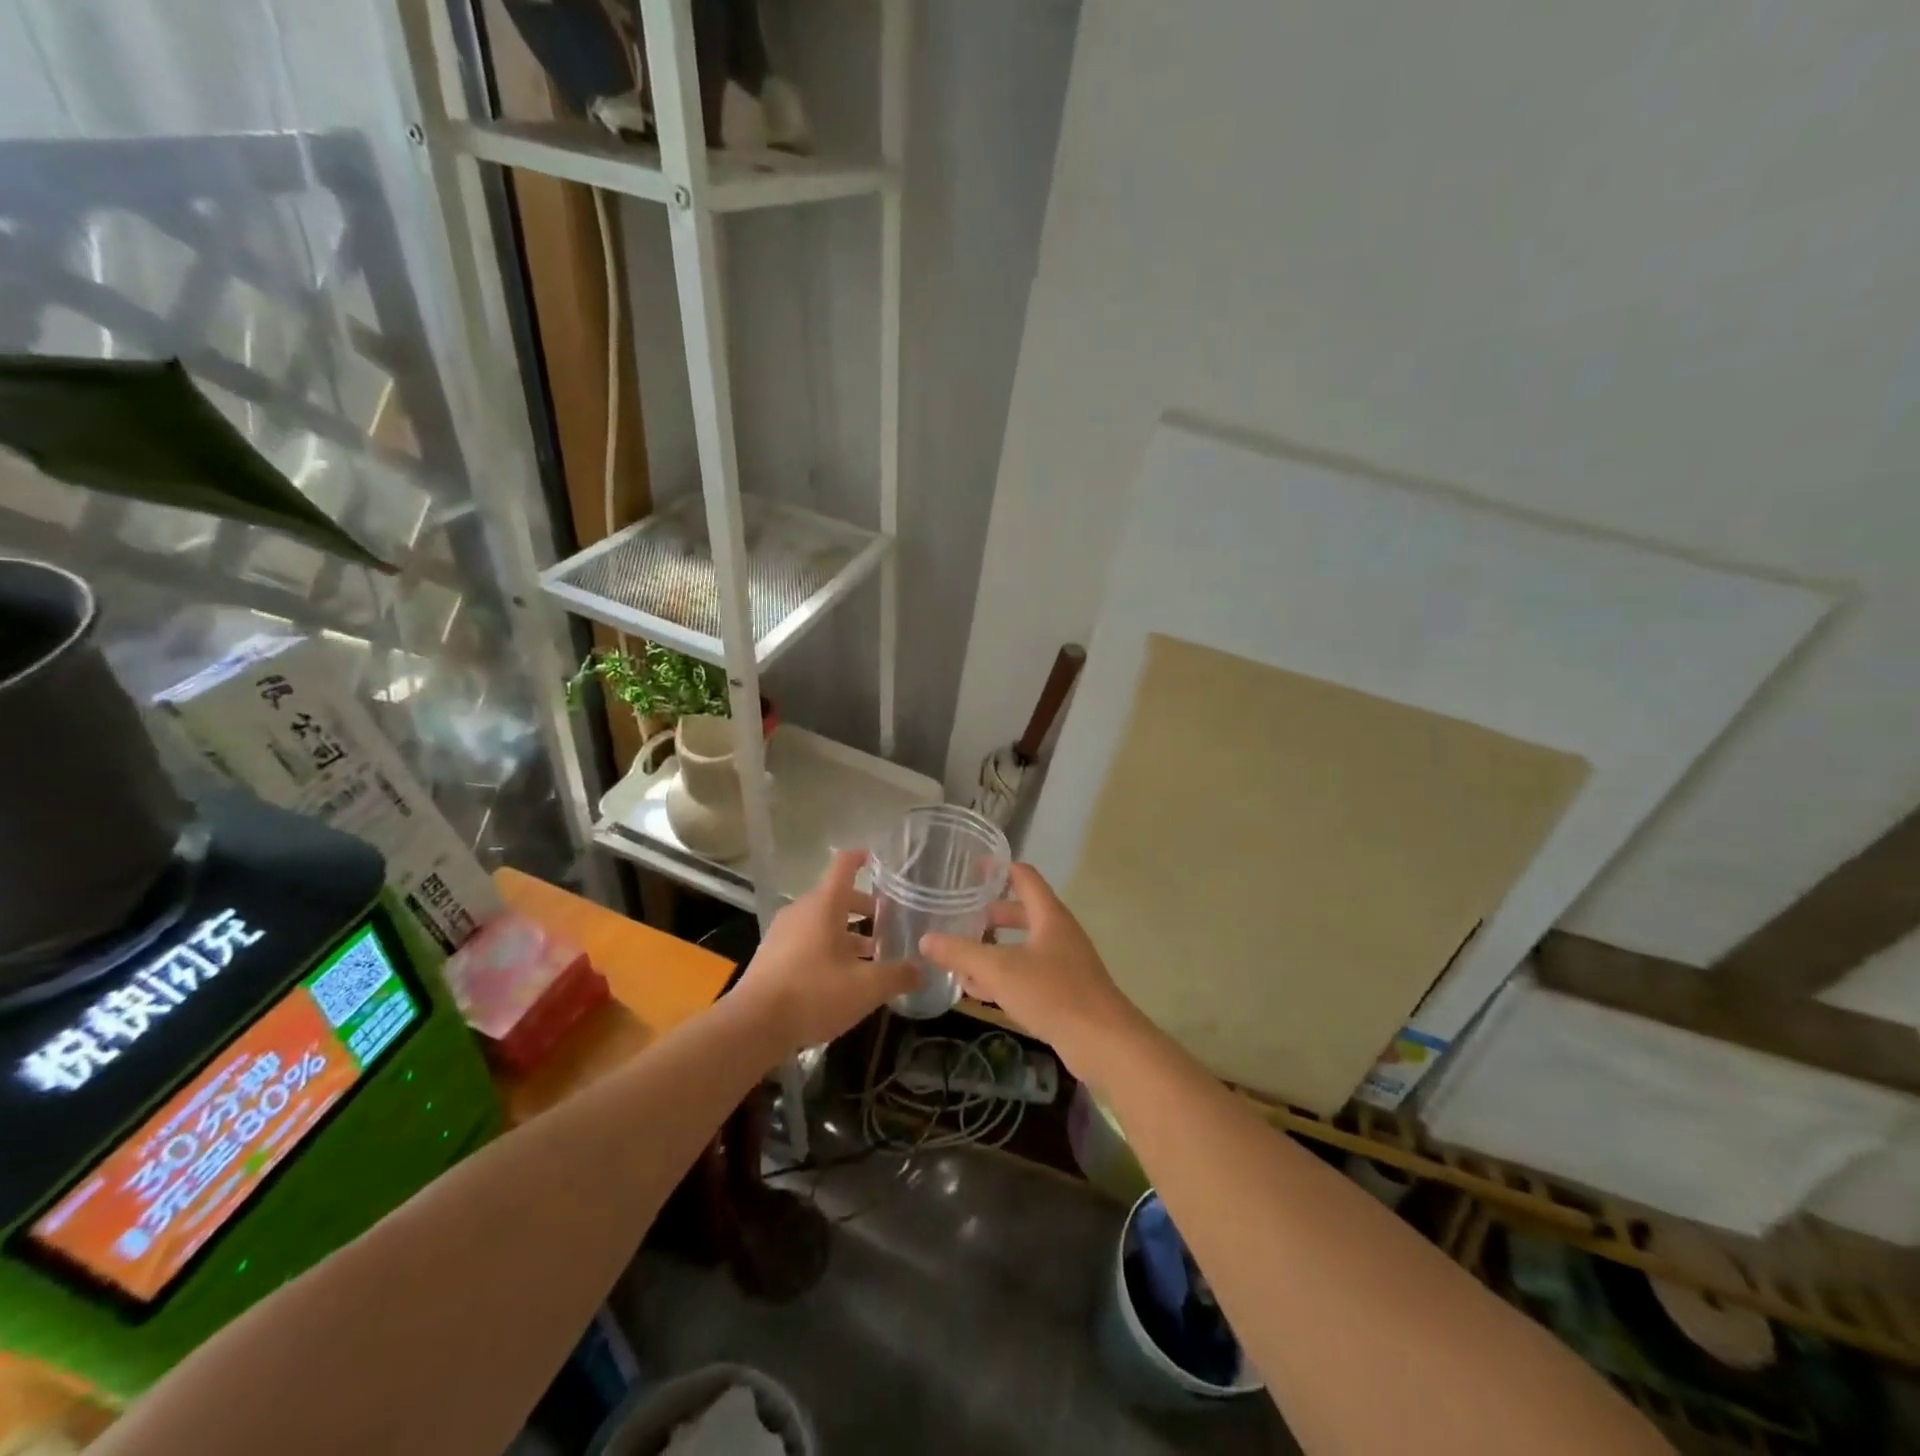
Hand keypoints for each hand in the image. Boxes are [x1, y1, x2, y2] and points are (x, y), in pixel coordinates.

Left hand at [734, 848, 916, 1052]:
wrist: (752, 1026)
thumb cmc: (814, 993)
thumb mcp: (866, 988)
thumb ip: (898, 975)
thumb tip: (923, 969)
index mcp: (824, 905)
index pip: (844, 866)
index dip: (861, 858)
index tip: (877, 858)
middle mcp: (802, 911)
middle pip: (836, 897)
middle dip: (864, 907)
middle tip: (889, 921)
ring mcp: (783, 933)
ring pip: (822, 922)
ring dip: (847, 932)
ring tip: (872, 954)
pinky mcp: (772, 956)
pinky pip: (807, 941)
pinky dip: (828, 948)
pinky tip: (842, 977)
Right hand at [920, 863, 1148, 1086]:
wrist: (1104, 1043)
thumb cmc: (1053, 993)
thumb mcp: (1000, 970)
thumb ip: (961, 953)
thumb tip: (926, 939)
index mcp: (1049, 916)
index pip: (1024, 877)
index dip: (999, 869)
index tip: (972, 866)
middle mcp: (1058, 933)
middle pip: (1021, 913)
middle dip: (989, 915)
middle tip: (958, 916)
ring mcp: (1063, 964)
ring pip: (1022, 947)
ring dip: (993, 949)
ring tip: (959, 955)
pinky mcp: (1063, 992)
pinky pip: (1027, 974)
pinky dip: (1003, 976)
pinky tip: (978, 991)